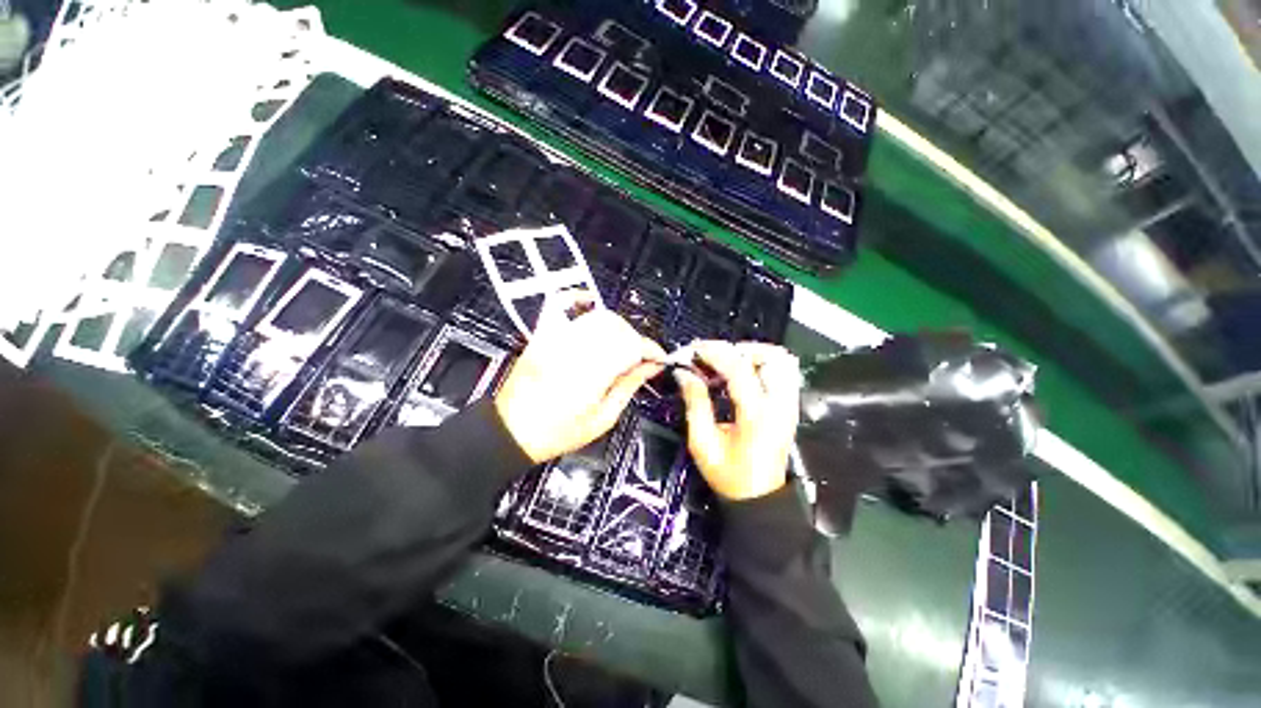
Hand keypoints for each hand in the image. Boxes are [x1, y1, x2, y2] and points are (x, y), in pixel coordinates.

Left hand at [495, 295, 664, 463]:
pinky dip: (577, 297)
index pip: (631, 346)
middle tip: (639, 358)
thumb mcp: (602, 419)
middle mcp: (575, 349)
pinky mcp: (543, 334)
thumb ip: (629, 387)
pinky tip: (590, 302)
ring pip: (598, 316)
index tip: (659, 358)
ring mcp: (556, 338)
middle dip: (635, 339)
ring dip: (617, 326)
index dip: (651, 349)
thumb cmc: (558, 432)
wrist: (511, 431)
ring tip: (619, 344)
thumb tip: (651, 366)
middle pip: (618, 328)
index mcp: (592, 374)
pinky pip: (560, 304)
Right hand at [675, 341, 800, 500]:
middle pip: (770, 357)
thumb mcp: (702, 442)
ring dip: (753, 354)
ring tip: (728, 362)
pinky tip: (742, 372)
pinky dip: (763, 363)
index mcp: (756, 416)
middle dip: (737, 349)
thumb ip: (695, 403)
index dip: (714, 353)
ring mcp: (789, 404)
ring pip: (781, 360)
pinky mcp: (790, 406)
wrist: (759, 497)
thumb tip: (684, 373)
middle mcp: (779, 405)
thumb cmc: (728, 475)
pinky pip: (784, 371)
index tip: (694, 350)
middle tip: (713, 357)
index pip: (739, 369)